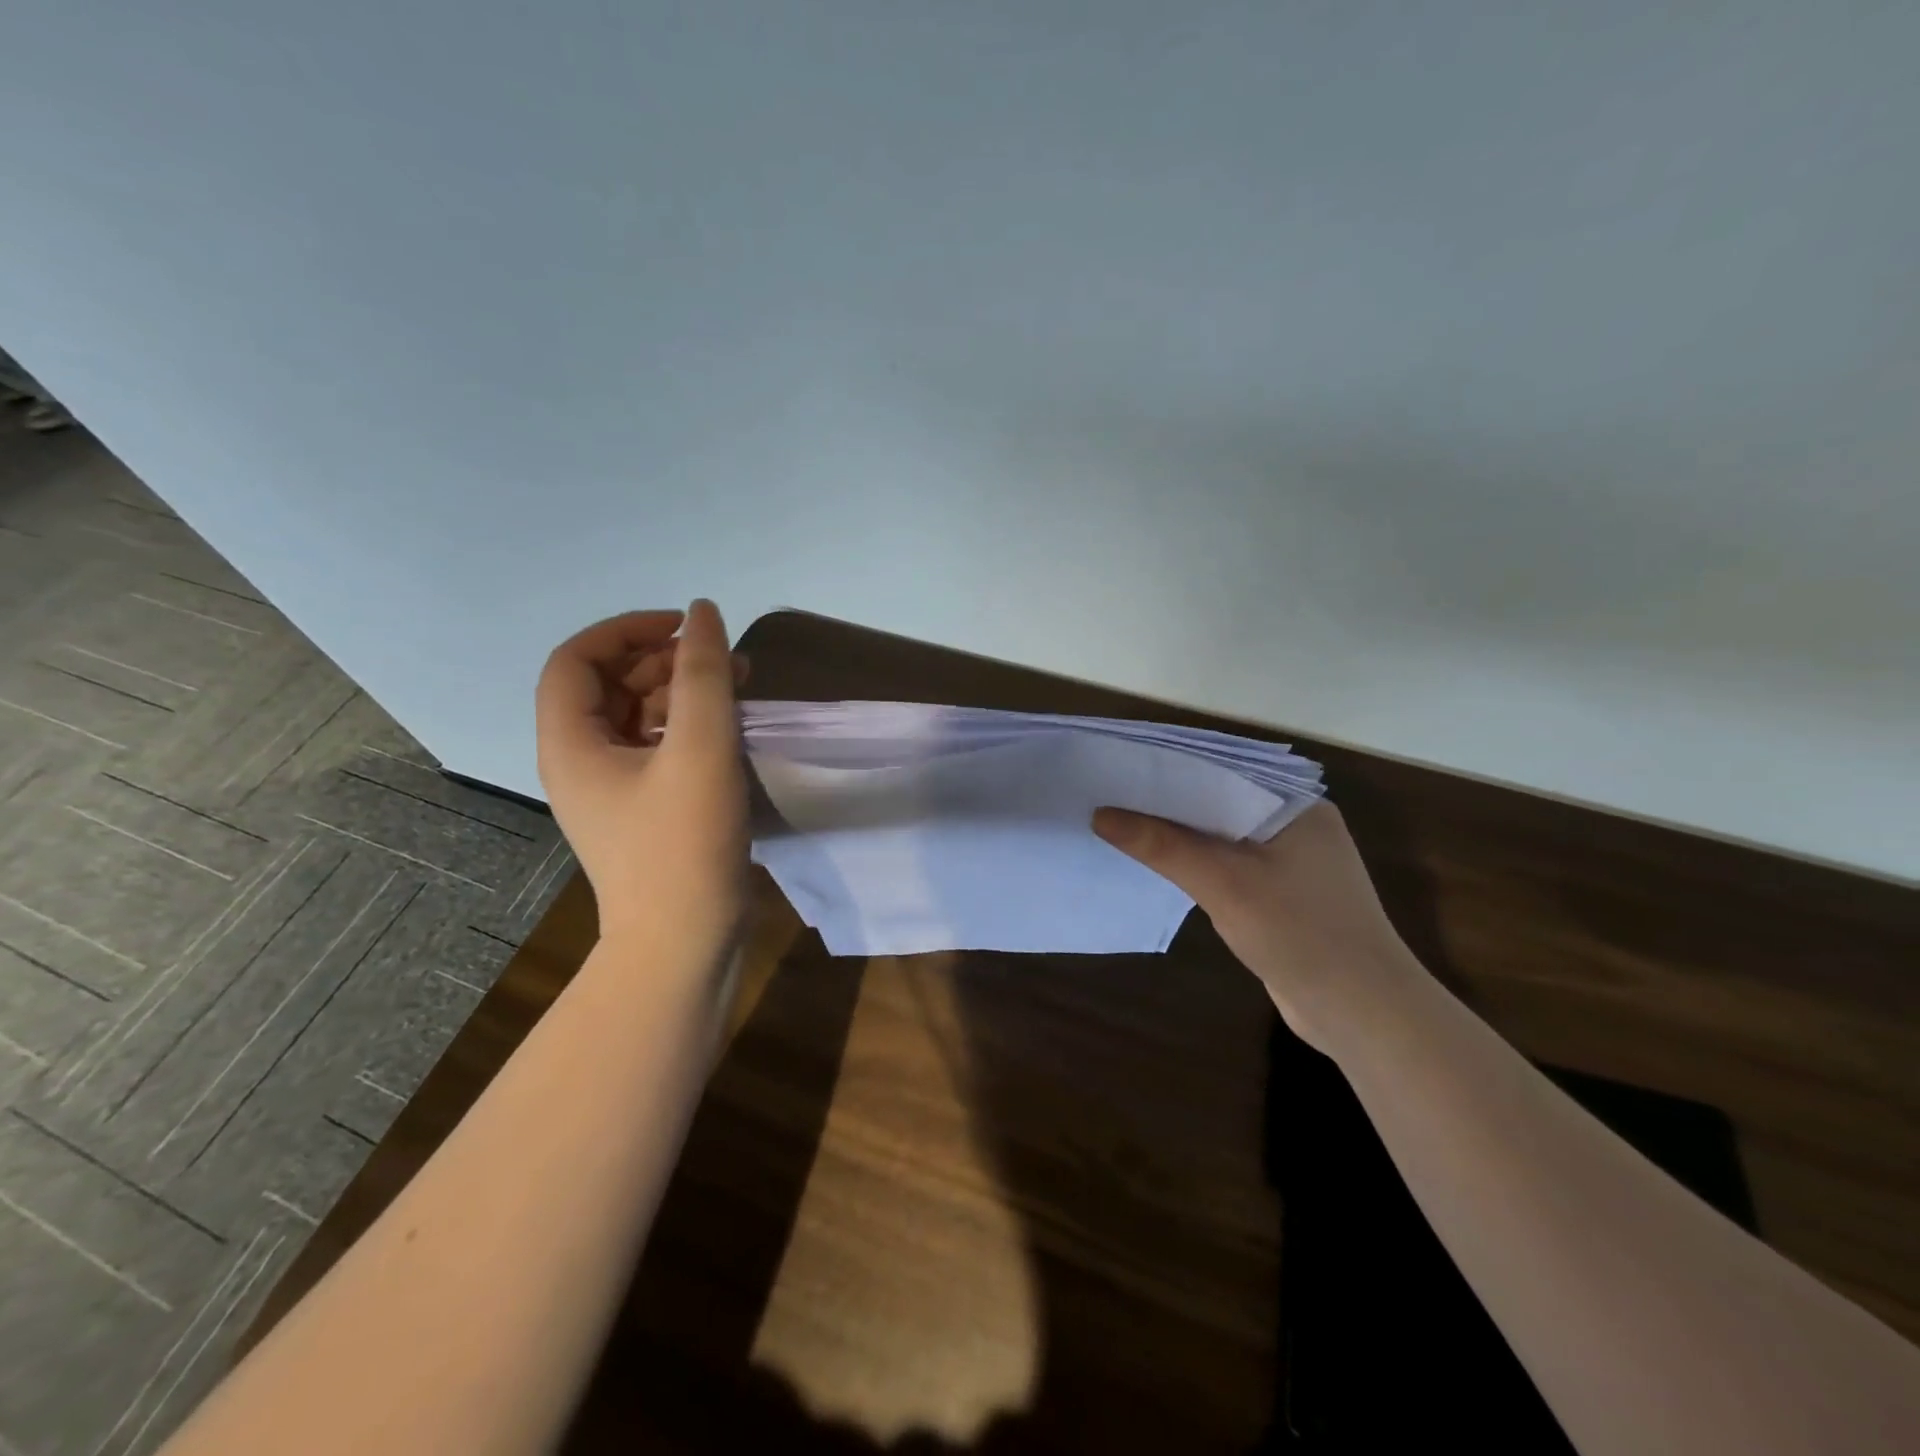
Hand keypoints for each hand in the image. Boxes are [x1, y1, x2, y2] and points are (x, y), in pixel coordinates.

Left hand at [535, 601, 749, 954]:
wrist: (684, 943)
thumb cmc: (684, 843)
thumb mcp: (700, 749)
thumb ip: (704, 674)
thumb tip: (704, 613)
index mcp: (571, 743)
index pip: (577, 659)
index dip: (626, 630)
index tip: (684, 629)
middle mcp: (581, 761)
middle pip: (608, 685)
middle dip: (663, 660)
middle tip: (720, 658)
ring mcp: (613, 789)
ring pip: (637, 716)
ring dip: (682, 692)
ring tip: (738, 685)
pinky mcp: (644, 810)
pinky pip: (657, 748)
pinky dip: (690, 727)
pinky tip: (730, 728)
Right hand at [1092, 801, 1426, 1050]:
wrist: (1363, 1014)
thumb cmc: (1300, 933)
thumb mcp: (1223, 883)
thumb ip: (1162, 845)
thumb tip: (1101, 815)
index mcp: (1296, 804)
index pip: (1222, 771)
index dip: (1169, 768)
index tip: (1119, 767)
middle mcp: (1297, 824)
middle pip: (1219, 802)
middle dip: (1168, 803)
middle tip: (1109, 795)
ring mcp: (1293, 862)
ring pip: (1222, 836)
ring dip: (1180, 836)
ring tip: (1122, 824)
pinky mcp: (1284, 896)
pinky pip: (1230, 866)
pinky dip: (1198, 864)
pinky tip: (1160, 866)